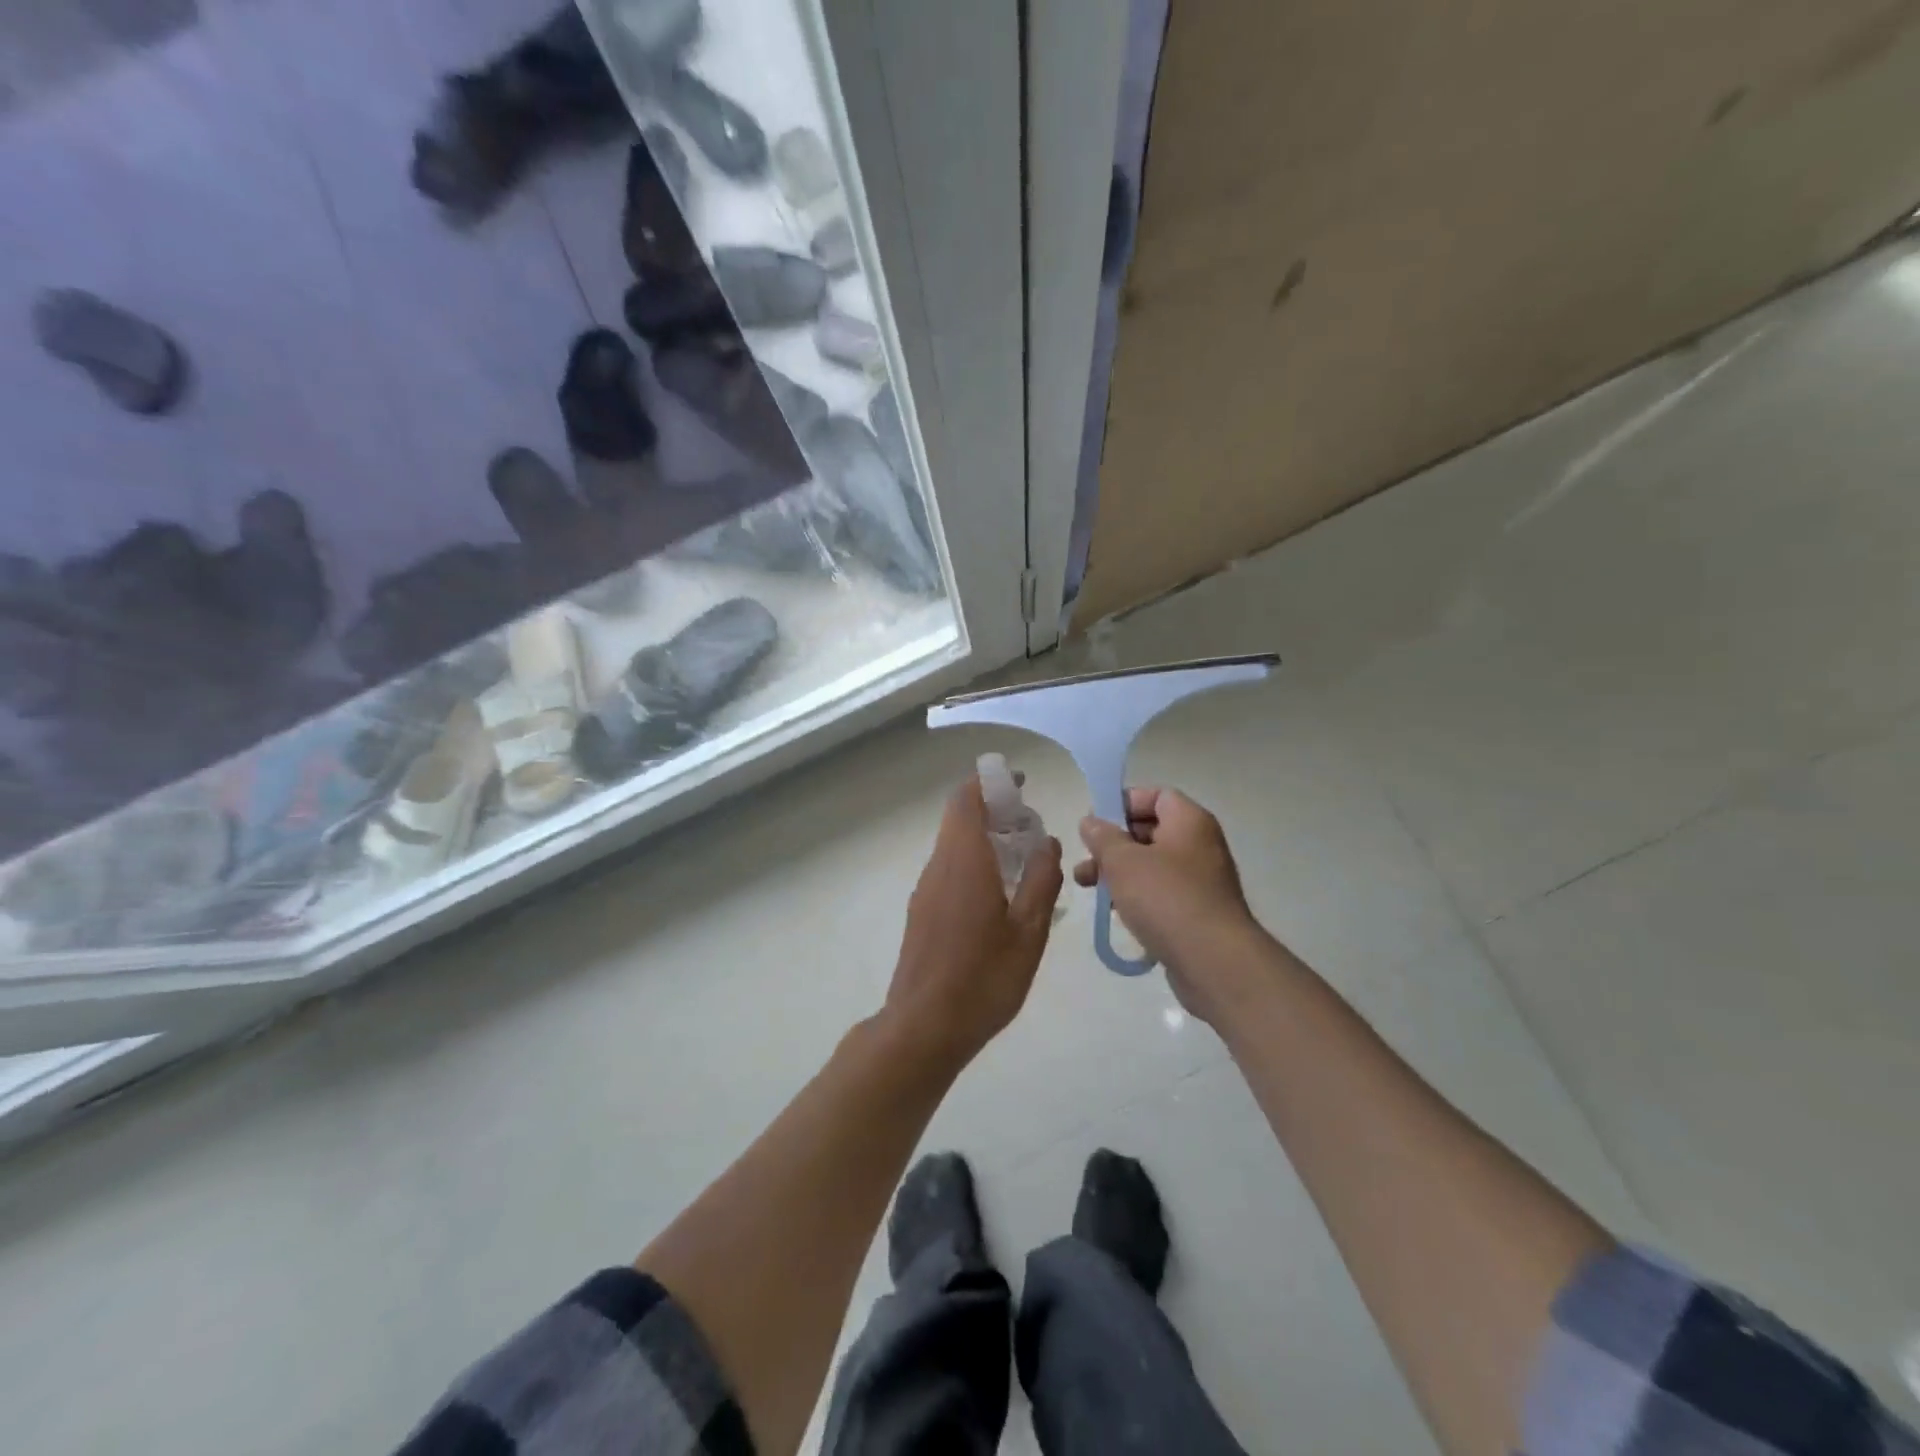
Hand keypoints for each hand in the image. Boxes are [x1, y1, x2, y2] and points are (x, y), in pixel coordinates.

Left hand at [886, 776, 1063, 1065]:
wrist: (924, 1027)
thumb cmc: (983, 978)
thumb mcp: (1029, 931)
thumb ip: (1041, 880)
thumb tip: (1047, 842)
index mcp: (964, 861)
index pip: (967, 799)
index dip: (990, 782)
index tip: (1020, 784)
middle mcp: (938, 866)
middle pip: (960, 819)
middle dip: (994, 812)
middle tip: (1032, 830)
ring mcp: (925, 890)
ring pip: (954, 846)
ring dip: (985, 840)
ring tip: (1024, 863)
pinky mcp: (922, 912)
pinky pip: (949, 870)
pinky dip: (974, 864)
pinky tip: (1001, 898)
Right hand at [1075, 788, 1262, 1023]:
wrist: (1213, 961)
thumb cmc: (1166, 898)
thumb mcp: (1123, 861)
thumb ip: (1102, 837)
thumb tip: (1090, 822)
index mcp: (1190, 821)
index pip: (1156, 795)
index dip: (1124, 802)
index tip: (1095, 821)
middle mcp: (1200, 844)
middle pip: (1151, 830)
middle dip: (1114, 842)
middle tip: (1086, 858)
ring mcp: (1201, 880)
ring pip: (1152, 864)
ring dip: (1119, 871)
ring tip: (1087, 886)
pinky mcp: (1197, 912)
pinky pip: (1161, 892)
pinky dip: (1137, 895)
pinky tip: (1114, 910)